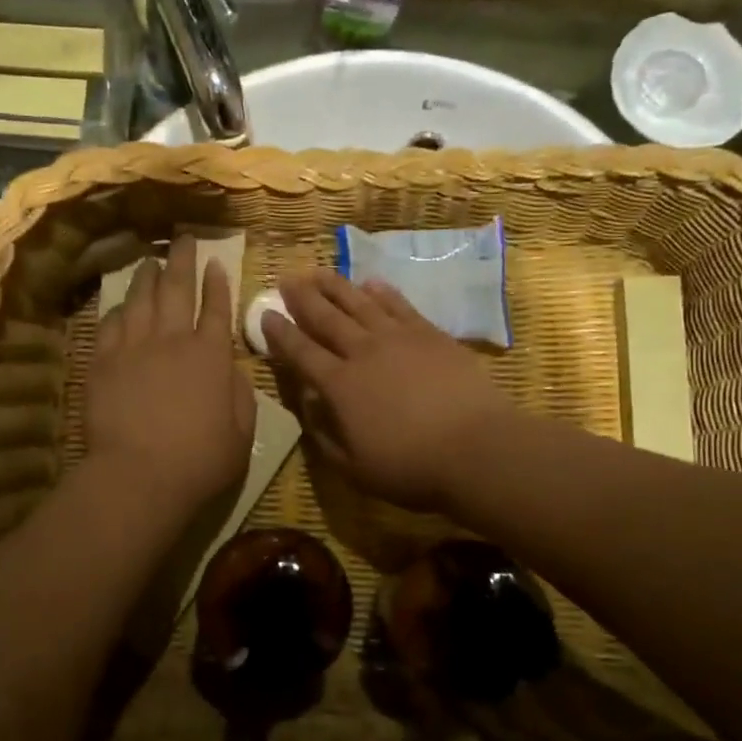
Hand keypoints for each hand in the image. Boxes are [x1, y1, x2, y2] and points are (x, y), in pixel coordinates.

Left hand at [88, 236, 256, 513]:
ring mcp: (133, 348)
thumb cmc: (199, 461)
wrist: (138, 475)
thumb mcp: (241, 433)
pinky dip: (118, 310)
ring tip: (149, 261)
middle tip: (182, 239)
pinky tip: (120, 305)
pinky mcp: (102, 362)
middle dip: (182, 261)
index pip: (217, 309)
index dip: (218, 284)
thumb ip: (241, 396)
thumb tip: (233, 371)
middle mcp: (172, 340)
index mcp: (211, 356)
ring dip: (147, 277)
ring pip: (140, 300)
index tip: (217, 262)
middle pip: (177, 290)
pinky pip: (110, 325)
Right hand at [263, 269, 515, 511]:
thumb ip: (324, 436)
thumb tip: (308, 405)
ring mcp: (398, 338)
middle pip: (326, 318)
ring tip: (318, 272)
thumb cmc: (410, 467)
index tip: (265, 315)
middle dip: (302, 299)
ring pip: (359, 303)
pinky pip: (399, 305)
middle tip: (286, 280)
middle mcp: (363, 353)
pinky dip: (382, 292)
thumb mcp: (353, 468)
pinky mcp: (430, 334)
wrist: (475, 448)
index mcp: (339, 386)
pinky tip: (371, 283)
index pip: (301, 353)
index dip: (281, 334)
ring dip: (335, 287)